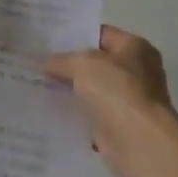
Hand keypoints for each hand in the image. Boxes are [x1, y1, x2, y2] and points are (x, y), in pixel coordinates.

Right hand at [46, 25, 177, 176]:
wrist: (139, 142)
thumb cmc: (117, 91)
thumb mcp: (83, 64)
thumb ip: (62, 60)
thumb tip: (47, 64)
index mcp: (135, 47)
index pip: (100, 34)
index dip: (74, 35)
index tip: (47, 40)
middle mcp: (137, 72)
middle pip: (97, 63)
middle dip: (69, 65)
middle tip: (39, 63)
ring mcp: (130, 100)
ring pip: (93, 90)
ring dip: (71, 91)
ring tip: (39, 85)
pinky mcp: (120, 126)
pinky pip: (92, 114)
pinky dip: (76, 114)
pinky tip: (51, 111)